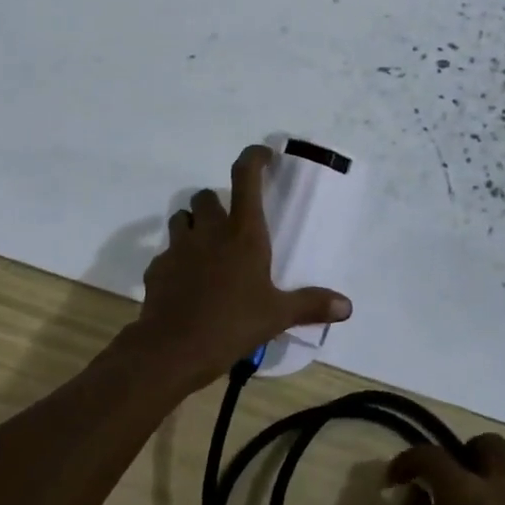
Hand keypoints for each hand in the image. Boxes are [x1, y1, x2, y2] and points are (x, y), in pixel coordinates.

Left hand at [124, 144, 350, 394]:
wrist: (173, 349)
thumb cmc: (232, 324)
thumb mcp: (277, 316)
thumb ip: (310, 305)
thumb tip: (347, 306)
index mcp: (243, 233)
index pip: (246, 178)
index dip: (254, 158)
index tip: (264, 155)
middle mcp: (209, 231)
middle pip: (206, 196)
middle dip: (217, 203)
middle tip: (230, 224)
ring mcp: (178, 247)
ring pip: (181, 218)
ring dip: (194, 225)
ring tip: (207, 248)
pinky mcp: (157, 267)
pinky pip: (167, 253)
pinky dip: (176, 260)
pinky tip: (187, 283)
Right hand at [388, 434, 504, 504]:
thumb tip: (417, 495)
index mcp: (461, 493)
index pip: (429, 455)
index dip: (407, 461)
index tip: (394, 479)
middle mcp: (497, 489)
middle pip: (488, 445)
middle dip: (468, 453)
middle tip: (453, 480)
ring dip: (500, 479)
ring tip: (486, 504)